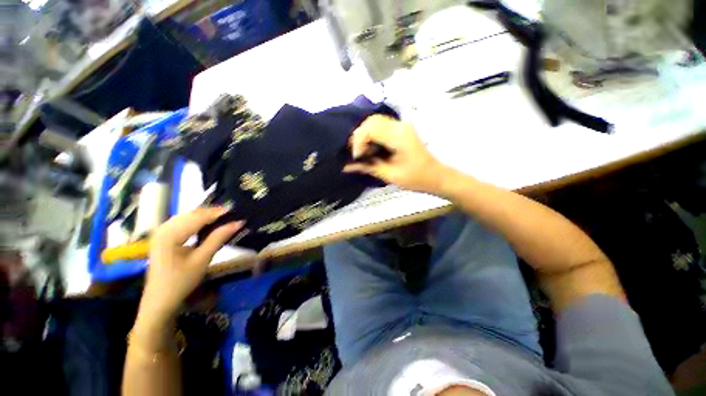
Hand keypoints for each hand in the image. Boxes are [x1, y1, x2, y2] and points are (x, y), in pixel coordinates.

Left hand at [138, 207, 243, 326]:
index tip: (232, 211)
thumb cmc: (181, 284)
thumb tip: (235, 224)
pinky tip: (200, 228)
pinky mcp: (160, 237)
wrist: (160, 300)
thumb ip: (216, 241)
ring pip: (183, 218)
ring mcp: (160, 231)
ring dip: (200, 218)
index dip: (215, 213)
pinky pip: (178, 225)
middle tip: (227, 215)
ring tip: (217, 220)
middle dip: (208, 214)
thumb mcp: (200, 263)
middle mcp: (163, 226)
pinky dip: (190, 224)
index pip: (196, 217)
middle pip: (189, 215)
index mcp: (171, 232)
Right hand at [344, 115, 447, 193]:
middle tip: (358, 154)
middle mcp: (400, 126)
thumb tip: (345, 166)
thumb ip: (368, 167)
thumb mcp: (390, 175)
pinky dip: (372, 133)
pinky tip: (371, 148)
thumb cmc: (417, 179)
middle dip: (359, 136)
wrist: (436, 176)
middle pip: (371, 121)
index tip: (357, 158)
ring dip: (365, 134)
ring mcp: (402, 125)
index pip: (370, 129)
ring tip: (363, 152)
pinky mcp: (401, 128)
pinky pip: (381, 124)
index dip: (358, 141)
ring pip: (375, 120)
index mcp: (399, 136)